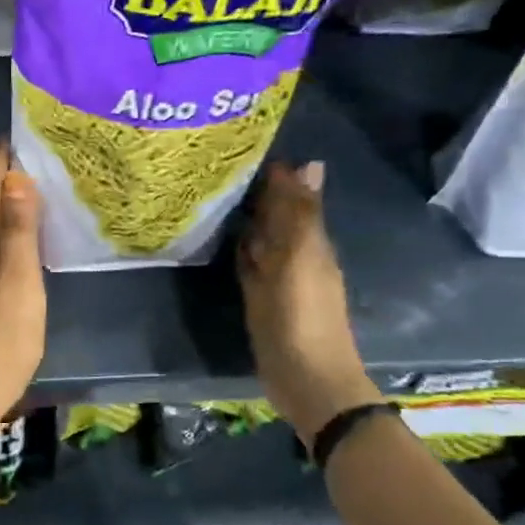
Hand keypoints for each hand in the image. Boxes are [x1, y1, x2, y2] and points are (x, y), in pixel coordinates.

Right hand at [239, 161, 379, 443]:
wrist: (306, 378)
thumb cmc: (303, 316)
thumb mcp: (301, 258)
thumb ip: (300, 214)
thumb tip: (309, 162)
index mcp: (310, 241)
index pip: (292, 196)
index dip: (273, 174)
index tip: (242, 146)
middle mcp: (295, 253)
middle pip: (276, 215)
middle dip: (256, 191)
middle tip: (219, 164)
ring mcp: (277, 277)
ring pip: (261, 238)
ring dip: (245, 218)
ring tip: (214, 191)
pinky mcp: (260, 297)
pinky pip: (249, 263)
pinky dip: (238, 247)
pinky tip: (220, 236)